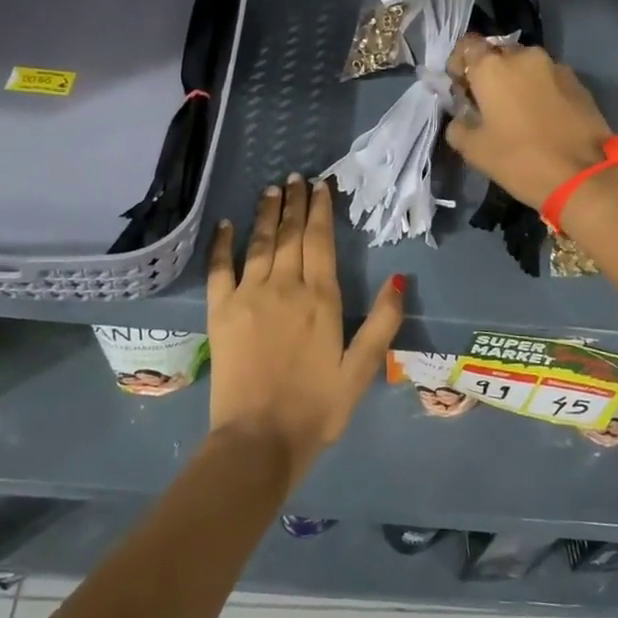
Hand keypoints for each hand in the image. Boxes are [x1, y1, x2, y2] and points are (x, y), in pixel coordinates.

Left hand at [205, 174, 404, 489]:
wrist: (259, 440)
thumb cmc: (317, 408)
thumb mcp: (361, 370)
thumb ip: (382, 323)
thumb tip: (398, 278)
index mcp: (320, 299)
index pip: (320, 241)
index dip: (320, 209)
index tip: (320, 185)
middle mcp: (284, 287)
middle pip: (291, 234)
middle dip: (296, 203)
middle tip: (296, 177)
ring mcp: (248, 296)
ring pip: (259, 243)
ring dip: (267, 214)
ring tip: (272, 190)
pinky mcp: (220, 312)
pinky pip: (219, 268)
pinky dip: (223, 243)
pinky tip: (227, 224)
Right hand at [444, 36, 614, 207]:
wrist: (583, 176)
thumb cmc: (519, 159)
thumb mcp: (473, 150)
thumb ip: (458, 125)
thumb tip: (462, 116)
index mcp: (492, 67)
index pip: (467, 46)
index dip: (460, 64)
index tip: (461, 88)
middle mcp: (523, 56)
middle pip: (498, 54)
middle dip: (489, 73)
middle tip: (487, 102)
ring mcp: (555, 66)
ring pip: (526, 66)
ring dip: (516, 81)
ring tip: (516, 111)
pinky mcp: (578, 82)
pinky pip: (548, 78)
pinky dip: (539, 90)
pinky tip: (541, 117)